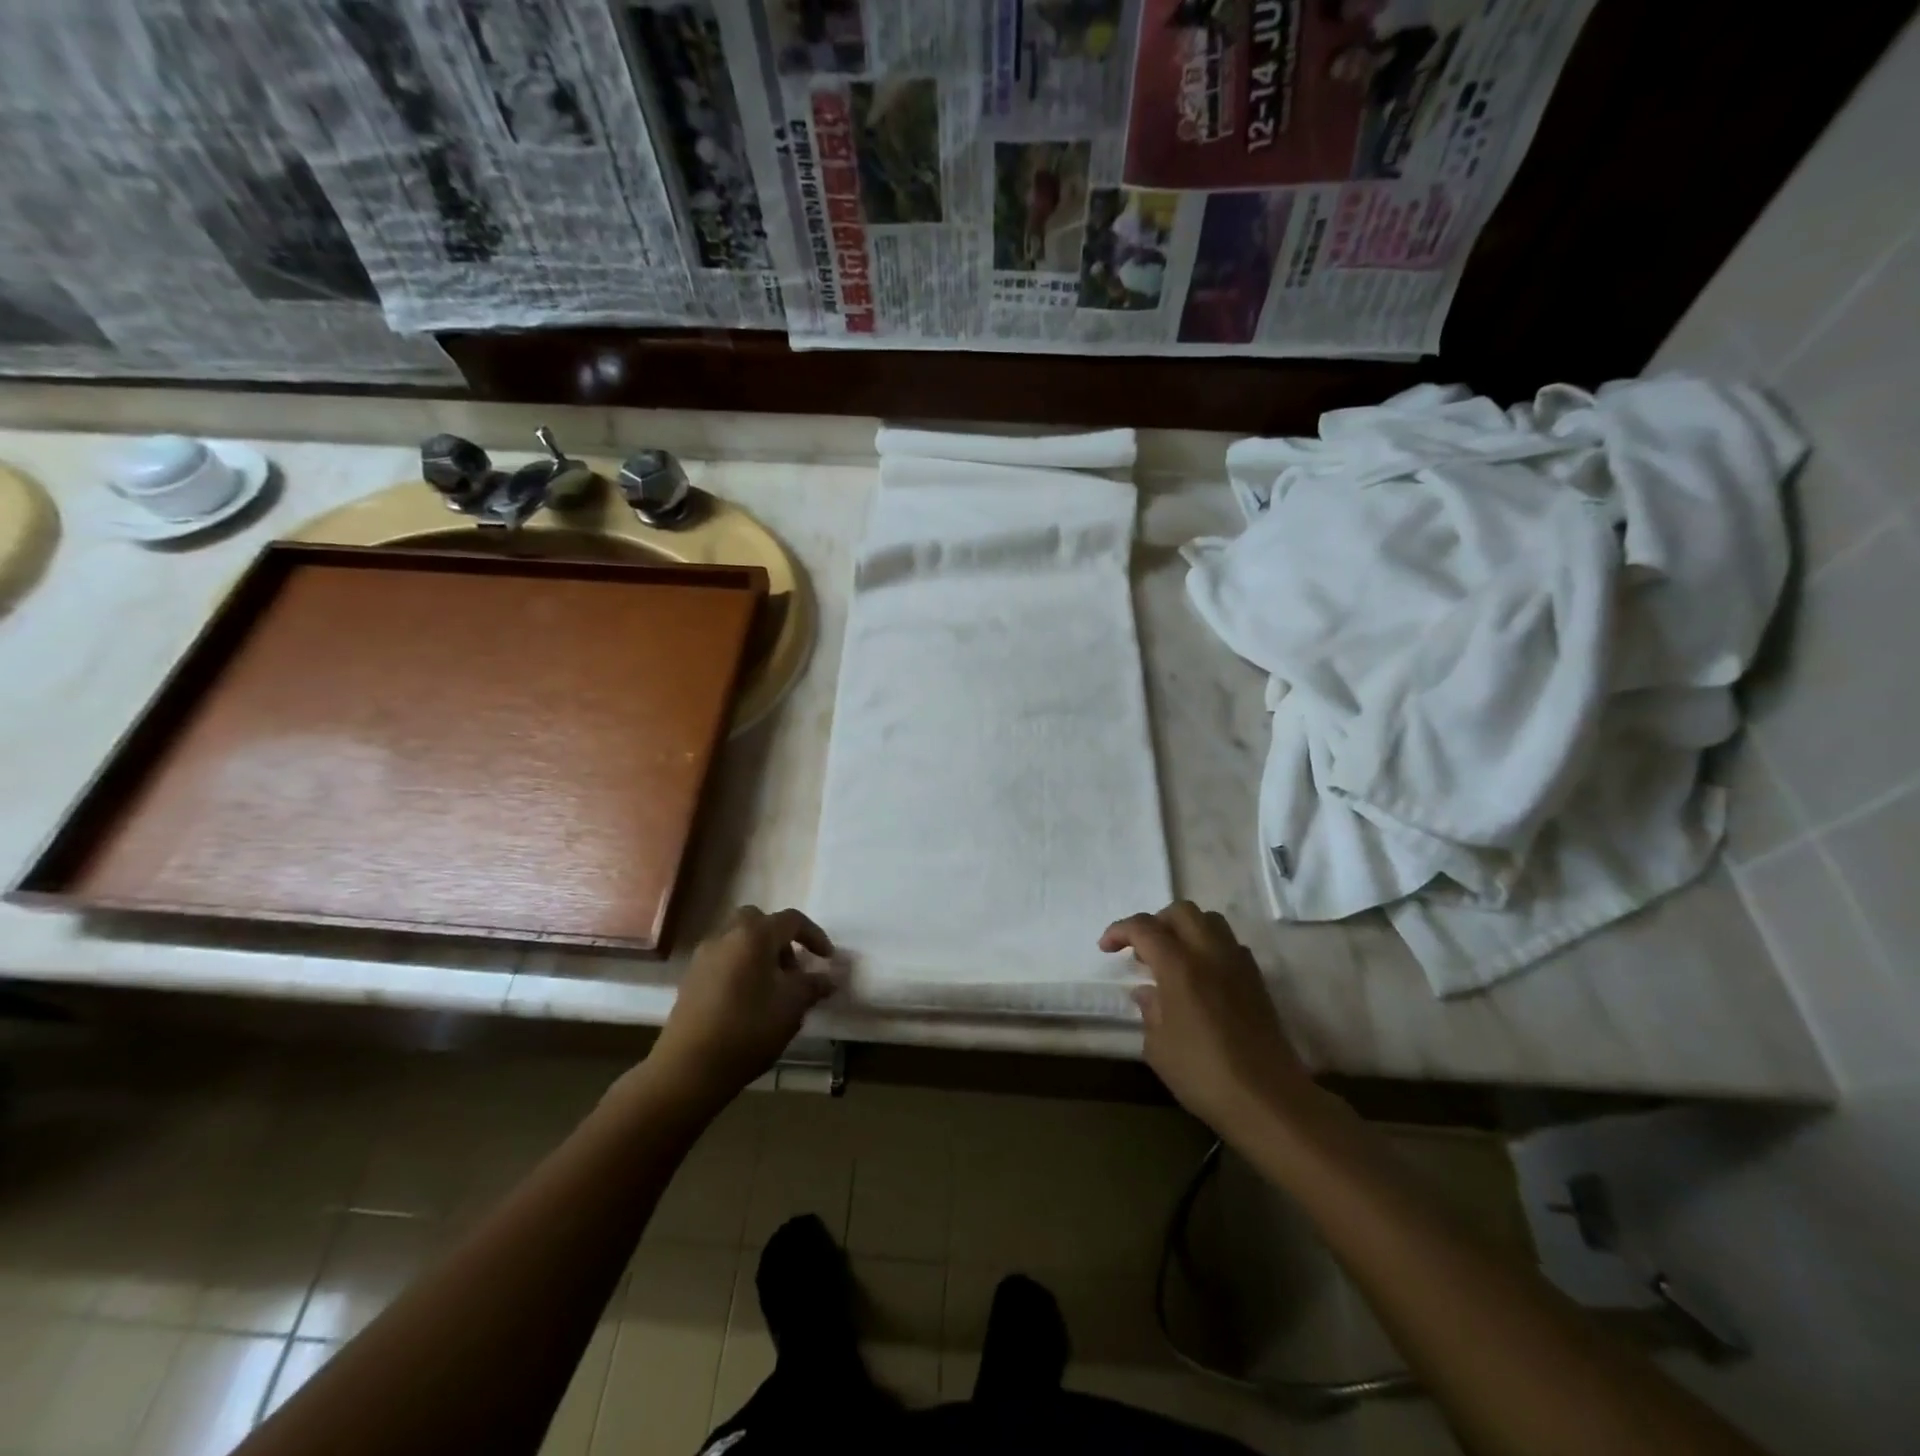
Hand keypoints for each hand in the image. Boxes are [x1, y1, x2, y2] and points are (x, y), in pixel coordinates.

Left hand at [646, 907, 836, 1107]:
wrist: (689, 1068)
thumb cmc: (749, 1029)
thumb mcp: (792, 1006)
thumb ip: (813, 986)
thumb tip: (828, 979)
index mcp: (755, 935)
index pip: (792, 920)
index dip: (814, 936)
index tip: (827, 959)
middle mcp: (726, 936)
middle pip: (759, 922)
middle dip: (780, 939)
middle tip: (792, 969)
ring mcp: (704, 956)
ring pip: (738, 939)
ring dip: (759, 953)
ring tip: (772, 988)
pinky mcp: (690, 978)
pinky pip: (722, 959)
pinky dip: (740, 967)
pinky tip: (748, 1000)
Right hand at [1100, 901, 1315, 1136]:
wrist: (1269, 1100)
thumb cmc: (1204, 1075)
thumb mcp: (1159, 1048)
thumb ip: (1150, 1012)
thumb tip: (1148, 993)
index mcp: (1180, 966)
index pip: (1144, 928)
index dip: (1120, 931)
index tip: (1106, 948)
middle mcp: (1210, 954)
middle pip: (1181, 912)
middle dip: (1156, 922)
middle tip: (1141, 950)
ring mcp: (1238, 964)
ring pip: (1210, 921)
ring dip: (1185, 930)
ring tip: (1171, 958)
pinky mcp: (1257, 980)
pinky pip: (1229, 944)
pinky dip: (1209, 947)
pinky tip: (1201, 977)